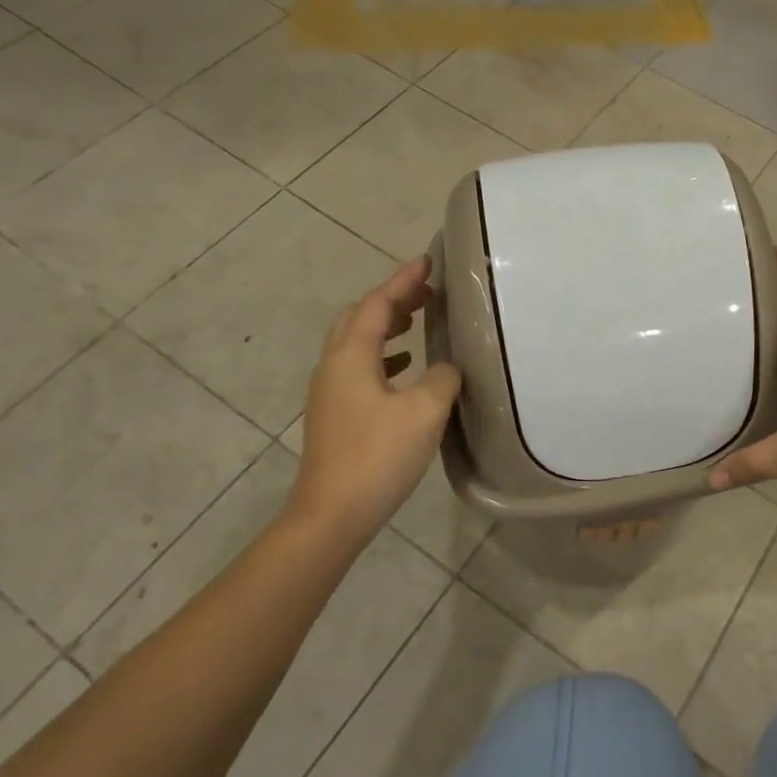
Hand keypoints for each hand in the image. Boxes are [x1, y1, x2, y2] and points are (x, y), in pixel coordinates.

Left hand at [290, 256, 461, 543]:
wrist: (331, 515)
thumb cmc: (377, 455)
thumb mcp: (425, 411)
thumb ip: (443, 377)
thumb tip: (447, 367)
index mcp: (351, 355)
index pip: (378, 303)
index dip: (404, 280)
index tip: (428, 261)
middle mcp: (333, 365)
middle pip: (359, 316)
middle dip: (392, 299)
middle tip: (426, 292)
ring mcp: (329, 391)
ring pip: (355, 342)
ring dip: (386, 326)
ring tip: (418, 322)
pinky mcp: (334, 414)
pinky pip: (357, 367)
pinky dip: (382, 355)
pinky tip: (404, 369)